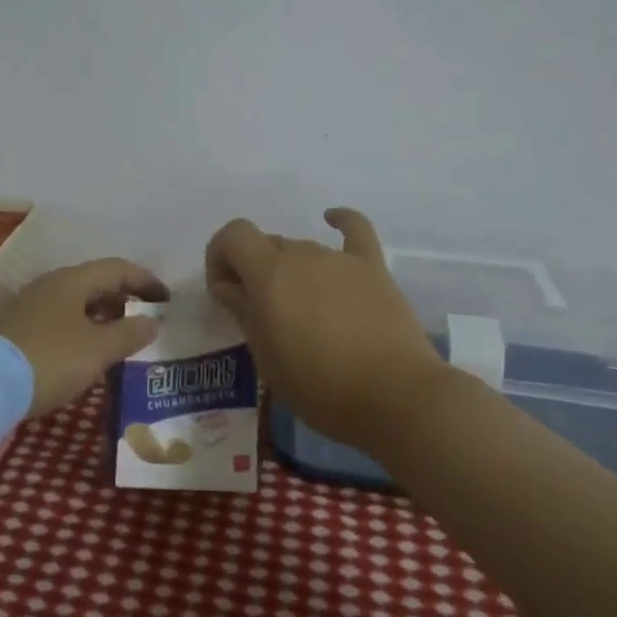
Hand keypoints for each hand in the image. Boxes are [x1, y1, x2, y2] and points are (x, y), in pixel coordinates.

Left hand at [0, 258, 168, 416]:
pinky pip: (56, 321)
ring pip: (72, 303)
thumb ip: (128, 334)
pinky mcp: (11, 330)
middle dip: (121, 298)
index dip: (145, 280)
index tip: (167, 299)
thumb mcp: (97, 350)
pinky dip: (77, 330)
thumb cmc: (49, 359)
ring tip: (116, 339)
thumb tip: (152, 321)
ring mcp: (26, 306)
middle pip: (93, 283)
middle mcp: (48, 285)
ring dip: (98, 316)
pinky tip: (81, 354)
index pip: (117, 268)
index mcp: (72, 280)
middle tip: (143, 319)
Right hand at [204, 207, 443, 450]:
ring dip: (290, 271)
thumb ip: (244, 313)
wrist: (396, 397)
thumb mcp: (267, 358)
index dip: (220, 257)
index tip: (224, 293)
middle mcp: (301, 255)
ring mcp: (339, 259)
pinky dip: (341, 221)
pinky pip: (355, 230)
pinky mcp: (373, 268)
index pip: (232, 236)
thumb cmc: (320, 387)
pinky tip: (333, 218)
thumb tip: (229, 287)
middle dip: (253, 271)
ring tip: (302, 312)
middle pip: (266, 246)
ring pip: (302, 250)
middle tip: (261, 314)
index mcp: (269, 274)